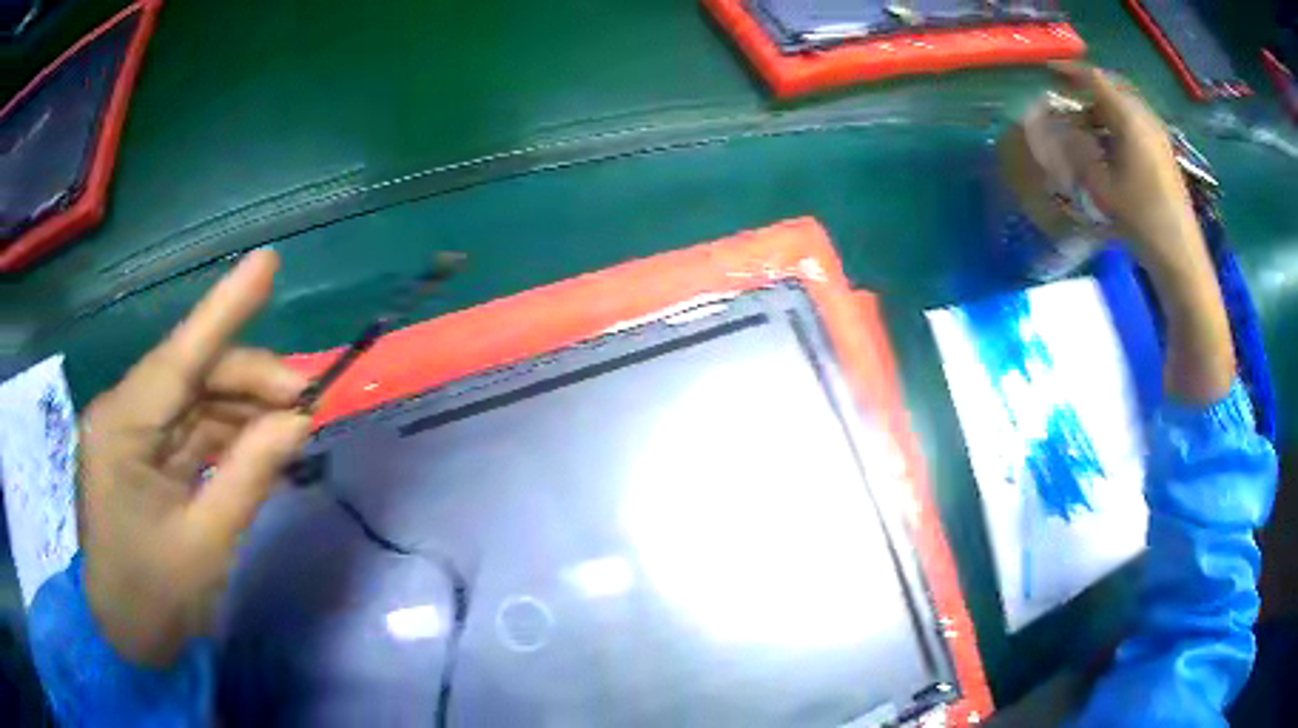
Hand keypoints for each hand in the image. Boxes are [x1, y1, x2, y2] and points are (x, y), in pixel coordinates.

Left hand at [78, 250, 312, 666]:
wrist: (125, 640)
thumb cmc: (155, 601)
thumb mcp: (206, 545)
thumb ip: (249, 476)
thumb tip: (298, 421)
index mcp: (122, 430)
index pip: (178, 358)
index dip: (224, 308)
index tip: (268, 263)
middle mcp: (122, 415)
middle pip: (191, 375)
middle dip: (249, 382)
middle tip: (307, 401)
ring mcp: (131, 434)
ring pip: (194, 400)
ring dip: (243, 410)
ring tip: (293, 426)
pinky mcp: (142, 454)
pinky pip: (190, 430)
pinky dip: (227, 435)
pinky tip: (260, 445)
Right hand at [1049, 62, 1203, 271]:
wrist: (1180, 256)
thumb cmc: (1141, 220)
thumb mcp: (1102, 187)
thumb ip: (1078, 151)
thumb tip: (1059, 129)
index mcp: (1129, 120)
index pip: (1095, 80)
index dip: (1071, 72)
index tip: (1049, 71)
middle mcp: (1146, 119)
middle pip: (1114, 88)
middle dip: (1089, 87)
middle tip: (1067, 94)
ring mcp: (1158, 136)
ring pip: (1126, 106)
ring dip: (1104, 108)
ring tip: (1085, 124)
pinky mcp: (1164, 154)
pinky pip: (1137, 124)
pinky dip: (1118, 123)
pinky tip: (1109, 144)